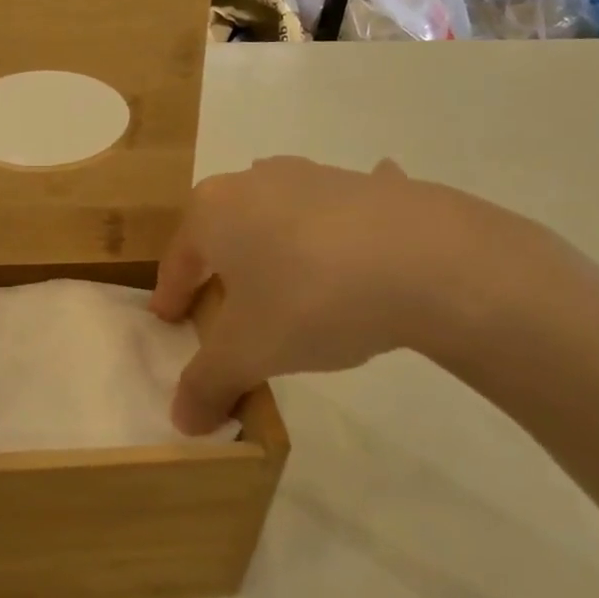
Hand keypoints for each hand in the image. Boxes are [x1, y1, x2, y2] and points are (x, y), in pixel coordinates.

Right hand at [149, 157, 524, 433]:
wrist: (430, 261)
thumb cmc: (311, 298)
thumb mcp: (248, 353)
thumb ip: (206, 384)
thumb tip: (182, 421)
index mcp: (213, 211)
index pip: (177, 260)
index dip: (170, 295)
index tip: (168, 321)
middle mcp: (256, 181)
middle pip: (224, 234)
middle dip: (220, 271)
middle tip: (226, 313)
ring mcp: (316, 176)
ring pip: (277, 218)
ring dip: (274, 250)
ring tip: (287, 292)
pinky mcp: (370, 186)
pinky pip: (341, 214)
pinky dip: (338, 232)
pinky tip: (360, 257)